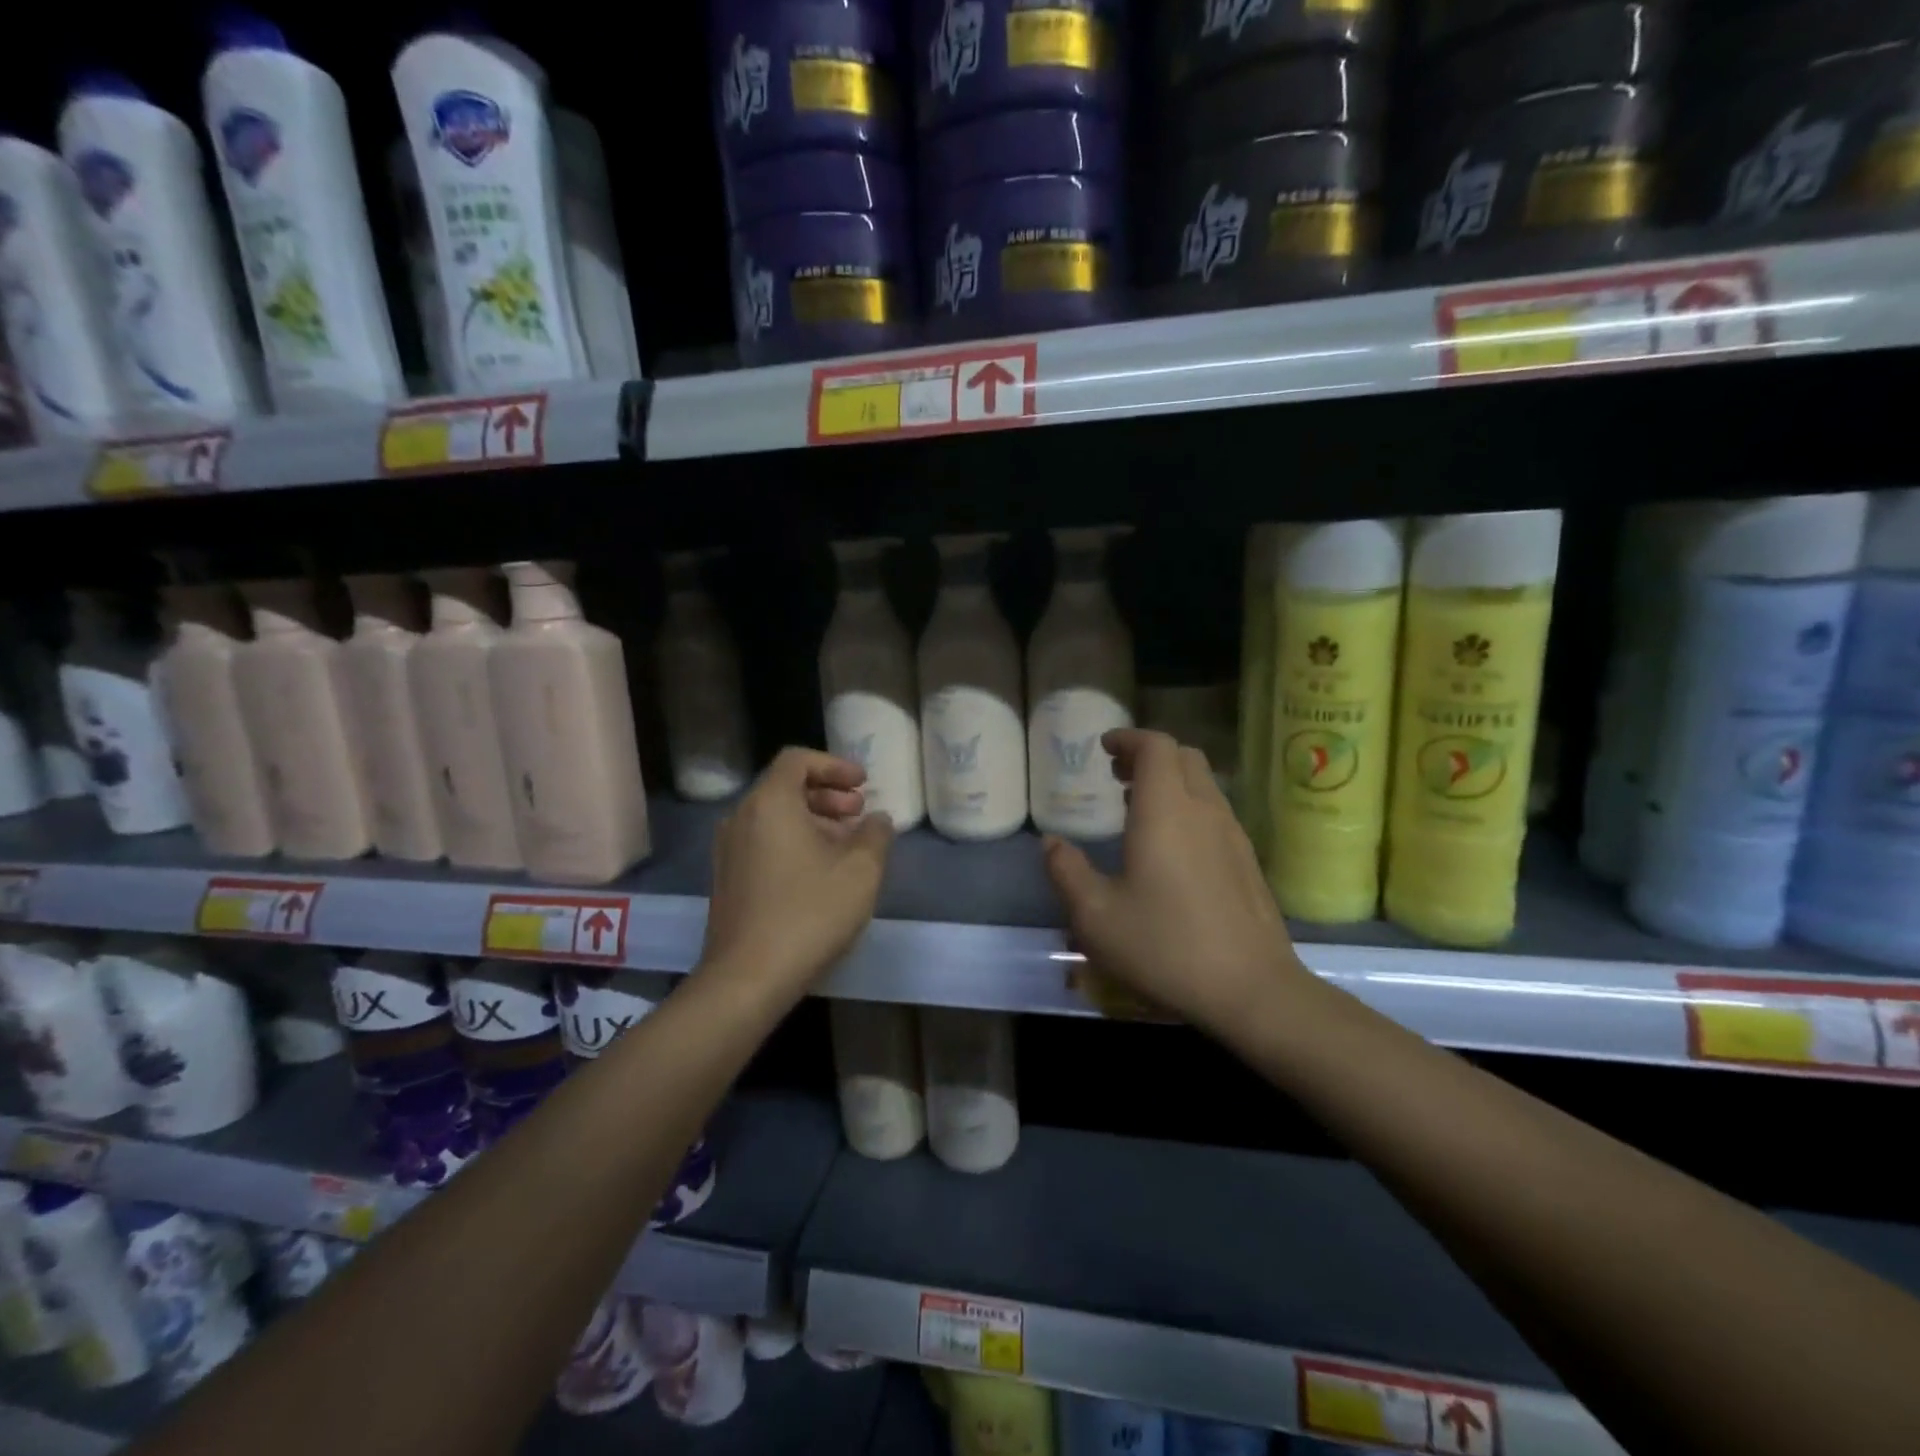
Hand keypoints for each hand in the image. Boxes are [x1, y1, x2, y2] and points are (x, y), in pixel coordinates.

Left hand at [699, 747, 892, 999]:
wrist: (747, 978)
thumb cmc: (809, 914)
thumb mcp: (861, 871)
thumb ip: (875, 835)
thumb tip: (877, 820)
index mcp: (769, 804)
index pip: (797, 760)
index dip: (834, 765)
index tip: (863, 784)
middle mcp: (741, 818)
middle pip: (785, 787)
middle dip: (827, 794)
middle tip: (859, 813)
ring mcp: (728, 851)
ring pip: (774, 817)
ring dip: (813, 820)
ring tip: (847, 844)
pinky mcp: (726, 880)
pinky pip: (763, 842)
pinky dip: (793, 841)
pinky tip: (820, 872)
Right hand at [1044, 729, 1304, 1035]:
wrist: (1252, 990)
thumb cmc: (1165, 947)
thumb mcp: (1096, 916)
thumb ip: (1066, 872)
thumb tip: (1050, 843)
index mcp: (1165, 811)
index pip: (1155, 747)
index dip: (1128, 738)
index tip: (1104, 747)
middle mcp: (1204, 811)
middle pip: (1183, 757)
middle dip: (1148, 755)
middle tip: (1117, 774)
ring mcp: (1232, 835)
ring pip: (1203, 784)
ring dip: (1169, 781)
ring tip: (1137, 807)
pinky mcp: (1247, 861)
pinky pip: (1215, 811)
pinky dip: (1188, 806)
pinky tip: (1170, 847)